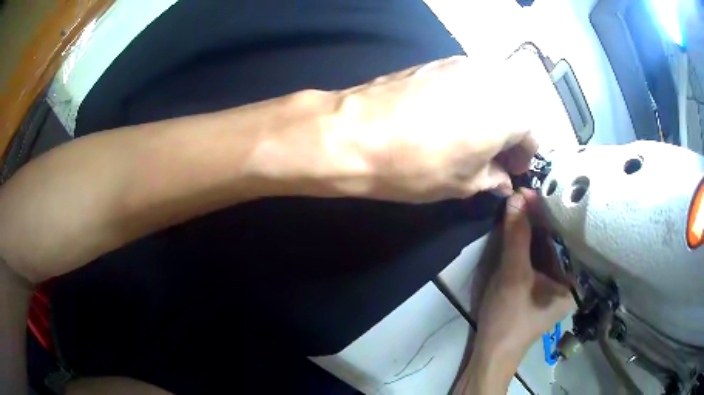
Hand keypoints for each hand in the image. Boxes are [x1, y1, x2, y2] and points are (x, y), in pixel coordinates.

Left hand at [329, 56, 545, 202]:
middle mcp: (492, 80)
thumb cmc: (417, 165)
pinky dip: (471, 98)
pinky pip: (468, 80)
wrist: (355, 133)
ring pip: (493, 90)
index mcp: (508, 112)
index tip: (511, 169)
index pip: (532, 132)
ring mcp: (462, 65)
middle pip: (515, 106)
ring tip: (473, 136)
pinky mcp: (437, 62)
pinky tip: (451, 116)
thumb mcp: (462, 183)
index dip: (526, 154)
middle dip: (511, 132)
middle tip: (495, 154)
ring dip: (492, 113)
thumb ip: (491, 177)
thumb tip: (502, 178)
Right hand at [475, 190, 575, 366]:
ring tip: (520, 205)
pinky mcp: (540, 287)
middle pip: (556, 242)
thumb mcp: (513, 275)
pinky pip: (537, 259)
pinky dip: (527, 244)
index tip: (530, 192)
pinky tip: (519, 228)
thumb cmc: (509, 318)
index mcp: (574, 281)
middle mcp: (569, 281)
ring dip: (531, 230)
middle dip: (539, 220)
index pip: (566, 237)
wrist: (491, 353)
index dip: (548, 213)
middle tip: (522, 196)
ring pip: (545, 249)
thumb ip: (517, 235)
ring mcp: (554, 285)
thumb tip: (516, 196)